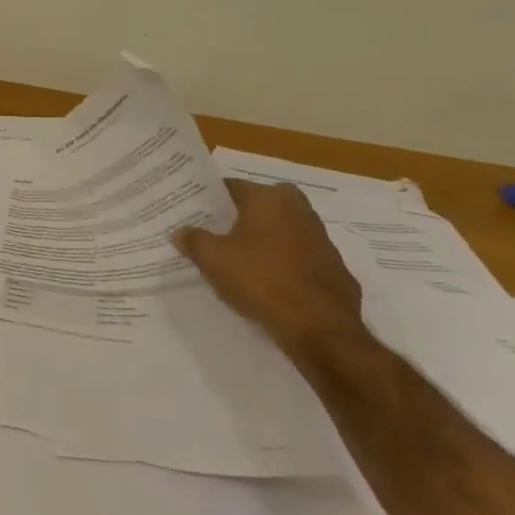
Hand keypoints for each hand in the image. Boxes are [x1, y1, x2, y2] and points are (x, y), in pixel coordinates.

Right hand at [175, 179, 364, 360]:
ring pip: (279, 231)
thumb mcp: (213, 259)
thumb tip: (181, 232)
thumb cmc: (261, 280)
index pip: (230, 187)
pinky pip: (296, 256)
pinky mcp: (333, 266)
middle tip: (211, 235)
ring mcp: (321, 238)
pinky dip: (280, 263)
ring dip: (260, 241)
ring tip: (235, 260)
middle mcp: (298, 208)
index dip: (208, 200)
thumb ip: (193, 240)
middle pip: (257, 207)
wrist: (320, 327)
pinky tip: (265, 282)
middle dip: (235, 219)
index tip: (192, 213)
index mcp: (269, 198)